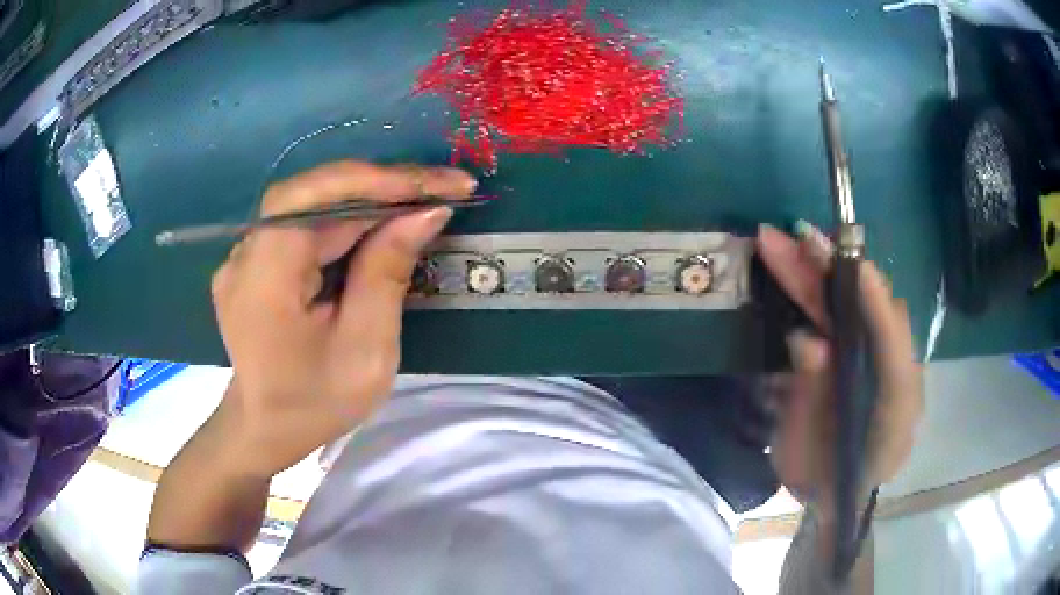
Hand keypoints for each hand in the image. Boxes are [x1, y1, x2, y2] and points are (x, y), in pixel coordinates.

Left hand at [209, 161, 476, 476]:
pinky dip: (347, 218)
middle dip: (383, 186)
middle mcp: (245, 253)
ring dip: (369, 198)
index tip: (441, 185)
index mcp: (264, 279)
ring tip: (422, 202)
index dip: (378, 181)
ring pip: (312, 203)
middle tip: (443, 188)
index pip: (314, 198)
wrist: (266, 428)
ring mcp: (245, 254)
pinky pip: (305, 223)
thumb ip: (387, 274)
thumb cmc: (316, 403)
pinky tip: (380, 225)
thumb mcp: (365, 350)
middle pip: (315, 194)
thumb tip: (425, 212)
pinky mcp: (255, 260)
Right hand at [757, 224, 923, 522]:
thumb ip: (816, 399)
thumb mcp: (814, 456)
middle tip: (799, 240)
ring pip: (850, 311)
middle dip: (833, 275)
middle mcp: (893, 373)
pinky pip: (838, 319)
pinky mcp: (853, 357)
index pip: (894, 347)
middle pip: (868, 315)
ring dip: (816, 277)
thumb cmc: (827, 485)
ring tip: (780, 245)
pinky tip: (792, 271)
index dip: (875, 304)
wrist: (831, 500)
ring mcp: (873, 362)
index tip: (851, 263)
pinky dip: (814, 294)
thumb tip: (808, 341)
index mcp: (896, 406)